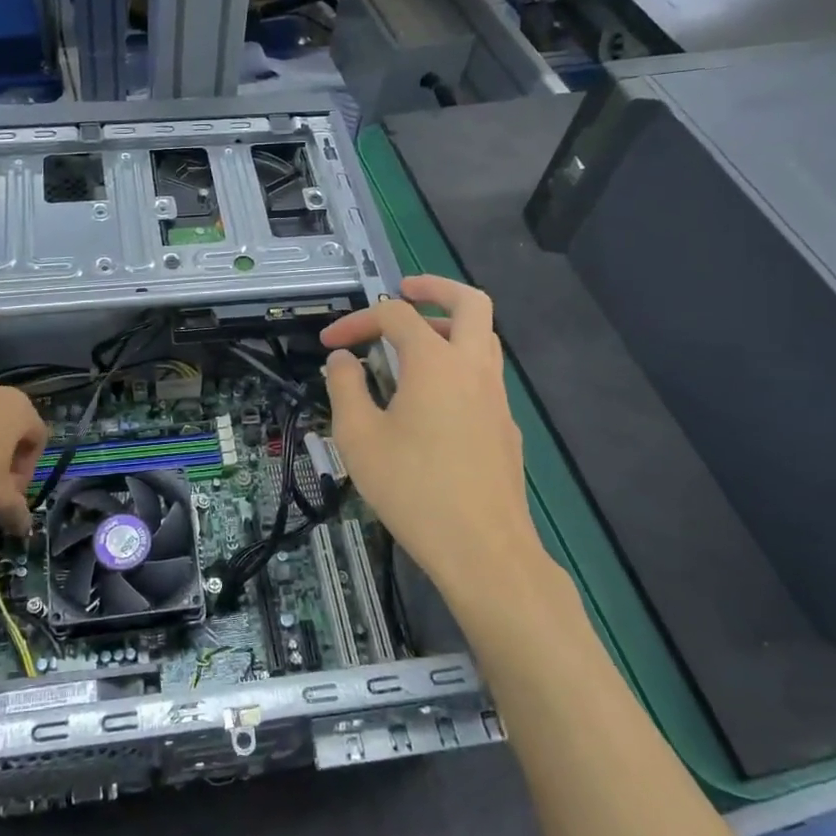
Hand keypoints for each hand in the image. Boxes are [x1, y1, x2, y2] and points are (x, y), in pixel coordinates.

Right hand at [320, 277, 539, 601]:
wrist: (483, 549)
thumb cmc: (413, 489)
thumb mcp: (359, 437)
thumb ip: (345, 388)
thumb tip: (343, 360)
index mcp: (435, 362)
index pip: (395, 316)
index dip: (357, 320)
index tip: (330, 343)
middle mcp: (473, 367)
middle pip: (469, 302)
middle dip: (434, 287)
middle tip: (404, 291)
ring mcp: (497, 396)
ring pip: (483, 337)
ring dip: (450, 325)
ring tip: (414, 344)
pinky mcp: (506, 425)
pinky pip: (484, 375)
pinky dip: (458, 364)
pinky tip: (433, 401)